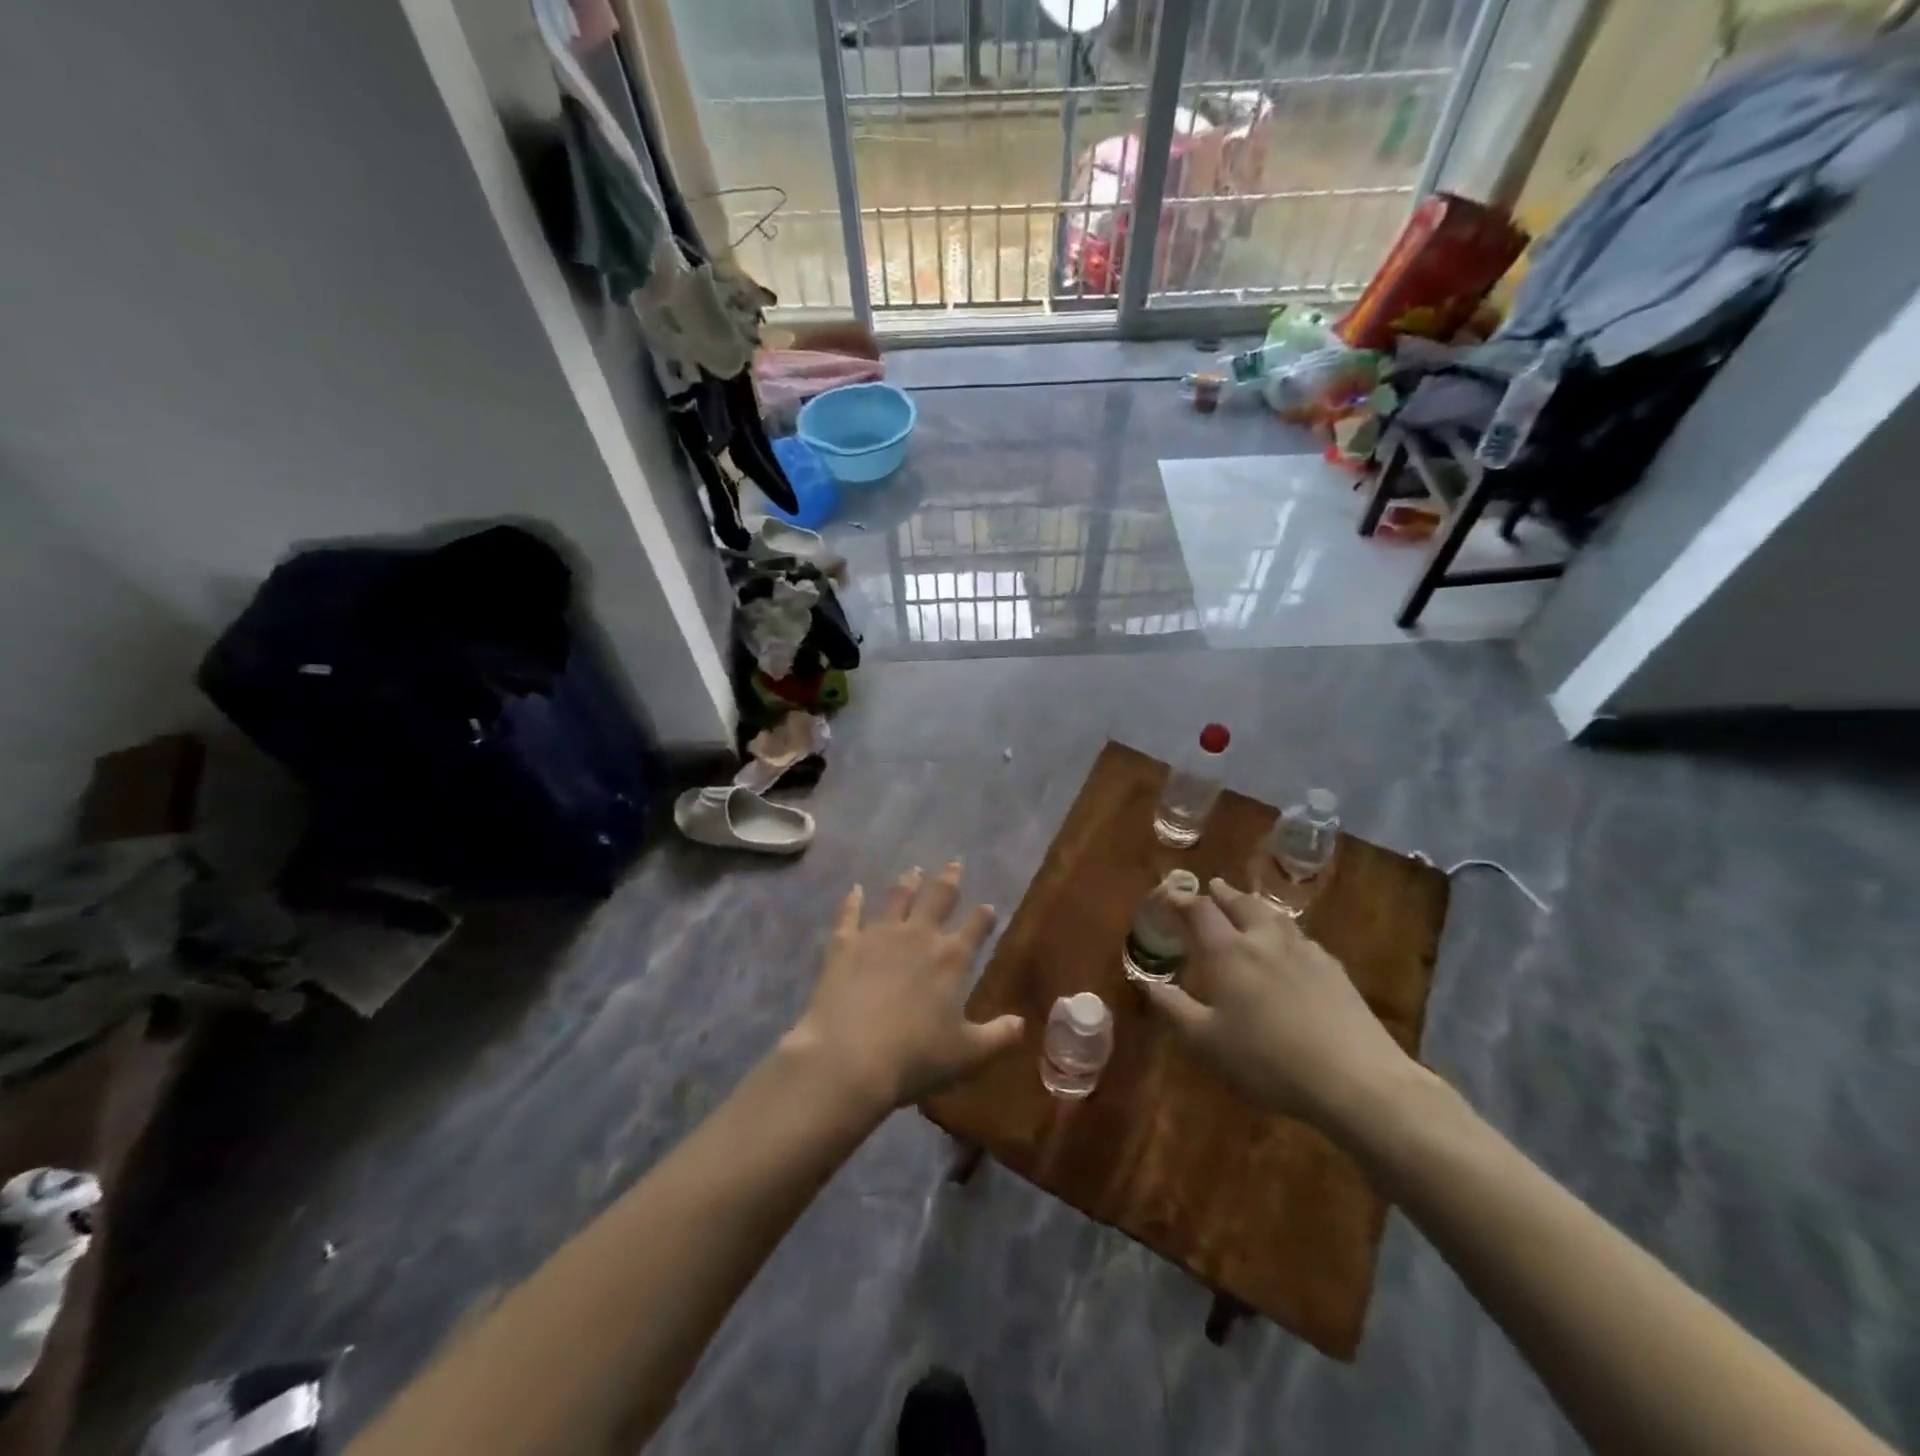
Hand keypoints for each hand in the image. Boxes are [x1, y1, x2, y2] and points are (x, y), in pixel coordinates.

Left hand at [784, 862, 1024, 1114]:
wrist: (849, 1056)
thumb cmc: (915, 1058)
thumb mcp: (967, 1055)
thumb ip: (998, 1036)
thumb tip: (1022, 1023)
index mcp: (951, 959)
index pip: (975, 927)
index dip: (984, 916)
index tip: (988, 907)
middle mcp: (918, 936)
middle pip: (938, 899)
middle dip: (949, 881)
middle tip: (955, 864)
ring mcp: (879, 935)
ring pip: (897, 898)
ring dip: (907, 883)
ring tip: (913, 870)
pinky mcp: (844, 944)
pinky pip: (849, 915)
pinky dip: (853, 901)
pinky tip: (855, 890)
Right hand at [1142, 877, 1415, 1130]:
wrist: (1355, 1078)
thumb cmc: (1267, 1060)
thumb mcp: (1207, 1042)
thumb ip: (1175, 1008)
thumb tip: (1146, 983)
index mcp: (1229, 953)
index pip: (1200, 911)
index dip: (1183, 900)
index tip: (1171, 894)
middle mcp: (1264, 940)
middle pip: (1241, 904)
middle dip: (1223, 894)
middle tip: (1213, 887)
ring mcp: (1304, 951)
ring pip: (1274, 916)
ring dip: (1255, 905)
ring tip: (1248, 904)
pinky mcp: (1334, 969)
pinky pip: (1301, 938)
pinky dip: (1285, 931)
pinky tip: (1290, 945)